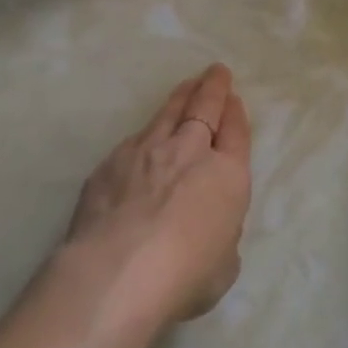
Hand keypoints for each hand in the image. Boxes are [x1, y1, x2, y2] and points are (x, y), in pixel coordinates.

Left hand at [66, 64, 252, 324]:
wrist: (117, 274)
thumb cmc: (185, 276)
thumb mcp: (224, 264)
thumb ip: (221, 235)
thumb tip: (206, 226)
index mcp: (227, 175)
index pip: (236, 132)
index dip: (236, 114)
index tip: (234, 98)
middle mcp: (189, 152)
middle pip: (204, 108)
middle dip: (212, 88)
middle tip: (216, 72)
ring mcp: (146, 152)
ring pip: (168, 113)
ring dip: (181, 96)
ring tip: (187, 85)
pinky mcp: (110, 164)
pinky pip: (135, 139)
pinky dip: (147, 132)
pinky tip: (144, 138)